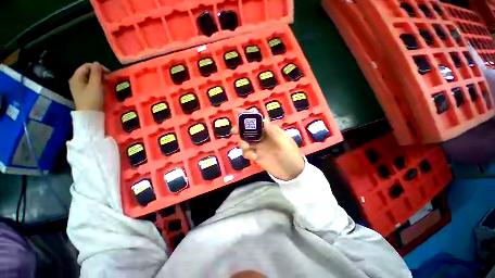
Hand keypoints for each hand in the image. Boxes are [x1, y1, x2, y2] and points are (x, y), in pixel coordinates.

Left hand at [68, 62, 107, 110]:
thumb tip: (97, 63)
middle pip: (87, 72)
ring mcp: (79, 87)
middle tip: (108, 78)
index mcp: (76, 77)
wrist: (90, 115)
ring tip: (107, 83)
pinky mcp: (84, 93)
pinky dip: (97, 84)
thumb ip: (96, 73)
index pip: (86, 66)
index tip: (108, 73)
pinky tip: (102, 87)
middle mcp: (76, 81)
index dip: (97, 67)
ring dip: (99, 78)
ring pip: (90, 78)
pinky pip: (90, 84)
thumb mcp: (95, 85)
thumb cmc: (92, 100)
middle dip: (98, 73)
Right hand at [232, 110, 304, 180]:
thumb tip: (263, 118)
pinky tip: (254, 158)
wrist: (292, 172)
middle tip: (234, 131)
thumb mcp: (284, 141)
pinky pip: (247, 153)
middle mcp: (262, 137)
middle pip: (247, 130)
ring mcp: (258, 147)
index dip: (247, 115)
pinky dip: (247, 154)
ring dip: (242, 143)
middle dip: (239, 129)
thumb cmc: (290, 154)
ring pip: (245, 141)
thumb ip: (273, 131)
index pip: (257, 120)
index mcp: (269, 131)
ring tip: (247, 147)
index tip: (236, 111)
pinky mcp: (256, 156)